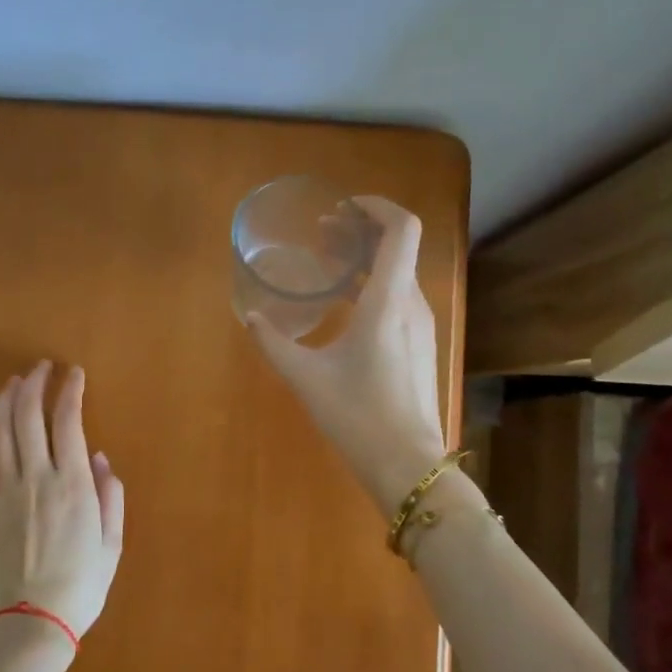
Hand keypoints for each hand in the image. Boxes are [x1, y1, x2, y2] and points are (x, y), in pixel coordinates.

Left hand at [0, 361, 124, 647]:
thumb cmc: (81, 587)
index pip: (68, 422)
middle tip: (41, 367)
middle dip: (35, 385)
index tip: (74, 374)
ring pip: (0, 434)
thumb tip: (101, 459)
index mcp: (73, 485)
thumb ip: (111, 497)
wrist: (30, 625)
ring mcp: (5, 493)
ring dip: (5, 402)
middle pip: (29, 417)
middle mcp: (36, 479)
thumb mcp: (111, 544)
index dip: (70, 392)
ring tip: (13, 382)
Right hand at [246, 197, 448, 512]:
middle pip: (399, 246)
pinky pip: (400, 296)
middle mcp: (412, 304)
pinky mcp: (420, 345)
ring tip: (329, 263)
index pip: (402, 228)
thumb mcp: (306, 377)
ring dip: (367, 259)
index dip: (376, 207)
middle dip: (361, 231)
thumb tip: (251, 318)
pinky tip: (345, 303)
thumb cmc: (357, 416)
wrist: (408, 464)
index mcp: (388, 300)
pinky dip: (374, 284)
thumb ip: (274, 343)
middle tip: (322, 234)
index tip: (342, 208)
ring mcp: (421, 325)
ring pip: (400, 272)